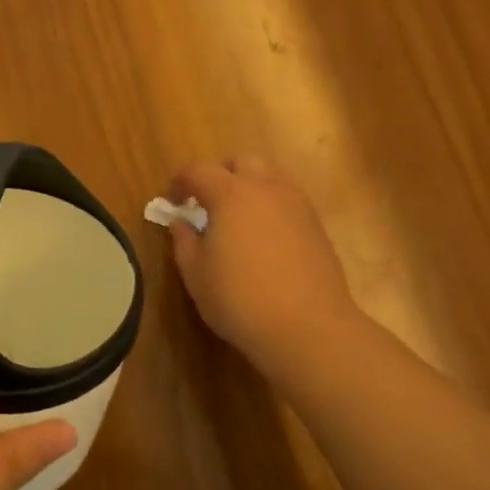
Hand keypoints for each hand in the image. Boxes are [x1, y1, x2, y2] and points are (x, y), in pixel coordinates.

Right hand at [168, 156, 364, 368]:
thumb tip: (181, 222)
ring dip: (249, 188)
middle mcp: (266, 189)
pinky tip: (263, 239)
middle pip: (242, 162)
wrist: (308, 327)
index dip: (179, 181)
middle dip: (220, 174)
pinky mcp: (317, 226)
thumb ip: (184, 241)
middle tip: (207, 203)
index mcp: (230, 194)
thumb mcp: (196, 274)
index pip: (198, 170)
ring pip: (270, 177)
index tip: (172, 201)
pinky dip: (270, 207)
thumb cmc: (239, 299)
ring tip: (237, 220)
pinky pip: (288, 201)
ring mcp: (297, 205)